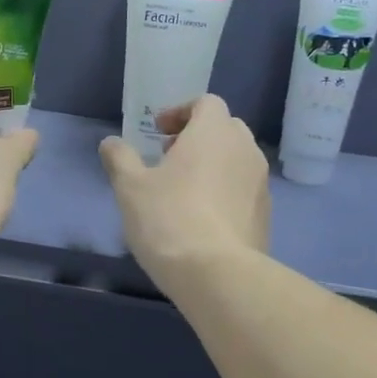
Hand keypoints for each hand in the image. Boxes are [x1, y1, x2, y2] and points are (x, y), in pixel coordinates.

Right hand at [99, 95, 269, 291]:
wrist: (216, 274)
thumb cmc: (168, 218)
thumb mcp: (130, 187)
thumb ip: (120, 158)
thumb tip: (111, 143)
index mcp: (214, 133)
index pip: (206, 103)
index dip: (180, 112)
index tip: (158, 132)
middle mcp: (245, 149)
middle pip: (224, 129)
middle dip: (197, 138)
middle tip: (168, 159)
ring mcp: (260, 183)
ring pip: (236, 161)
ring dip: (212, 165)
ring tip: (183, 191)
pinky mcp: (265, 215)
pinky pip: (243, 190)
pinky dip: (224, 192)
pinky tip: (201, 219)